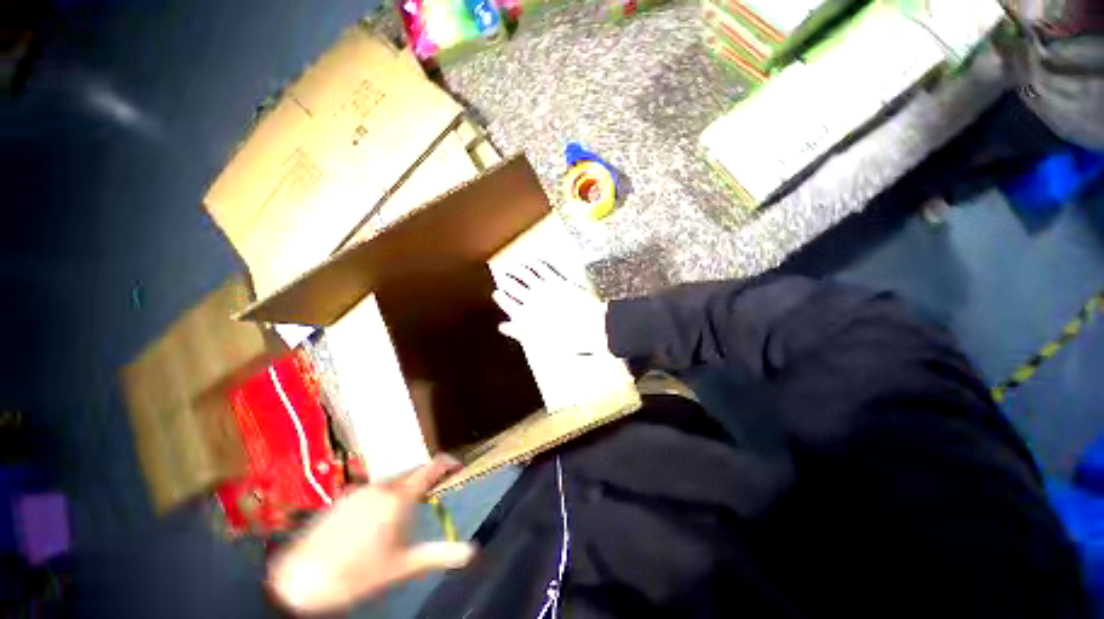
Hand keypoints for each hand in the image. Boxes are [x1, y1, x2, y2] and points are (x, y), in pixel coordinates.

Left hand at [267, 456, 475, 613]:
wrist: (300, 581)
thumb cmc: (358, 576)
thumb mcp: (403, 567)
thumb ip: (439, 554)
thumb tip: (471, 551)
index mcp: (399, 497)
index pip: (431, 467)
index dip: (448, 463)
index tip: (458, 467)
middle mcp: (381, 486)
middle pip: (412, 472)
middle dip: (425, 478)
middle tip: (432, 495)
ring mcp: (359, 491)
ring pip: (392, 480)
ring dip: (405, 487)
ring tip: (405, 511)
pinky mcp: (343, 499)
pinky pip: (373, 489)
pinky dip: (384, 495)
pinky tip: (376, 520)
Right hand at [492, 261, 609, 355]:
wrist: (586, 331)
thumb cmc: (561, 339)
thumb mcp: (535, 337)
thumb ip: (516, 331)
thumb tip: (502, 326)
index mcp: (524, 315)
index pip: (507, 302)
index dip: (501, 297)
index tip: (496, 293)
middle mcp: (531, 299)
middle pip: (513, 285)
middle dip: (506, 280)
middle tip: (501, 275)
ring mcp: (544, 288)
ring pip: (525, 274)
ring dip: (517, 268)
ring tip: (514, 265)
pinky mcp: (558, 281)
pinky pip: (543, 268)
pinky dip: (535, 262)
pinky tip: (532, 259)